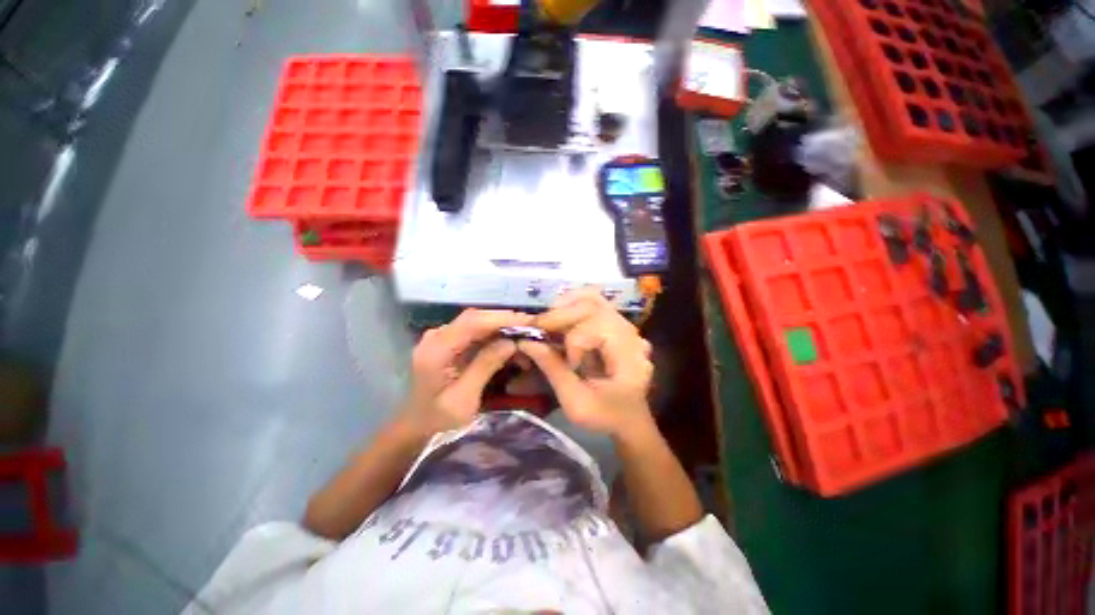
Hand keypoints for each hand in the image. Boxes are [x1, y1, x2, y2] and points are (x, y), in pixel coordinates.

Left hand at [401, 309, 531, 434]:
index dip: (500, 318)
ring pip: (478, 323)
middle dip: (505, 321)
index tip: (527, 321)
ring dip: (502, 328)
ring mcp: (442, 338)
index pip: (471, 322)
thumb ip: (485, 367)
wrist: (417, 426)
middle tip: (532, 327)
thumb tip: (511, 342)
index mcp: (436, 350)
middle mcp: (437, 337)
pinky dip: (495, 336)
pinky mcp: (450, 342)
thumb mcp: (464, 399)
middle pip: (475, 318)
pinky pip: (476, 332)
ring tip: (525, 339)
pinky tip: (511, 346)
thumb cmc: (439, 419)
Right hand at [519, 289, 654, 438]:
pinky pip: (594, 304)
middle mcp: (630, 334)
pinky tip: (559, 318)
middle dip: (561, 315)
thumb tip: (526, 341)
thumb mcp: (576, 403)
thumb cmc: (605, 417)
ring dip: (565, 305)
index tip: (568, 363)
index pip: (599, 327)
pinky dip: (572, 305)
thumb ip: (553, 369)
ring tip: (547, 321)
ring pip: (594, 299)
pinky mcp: (615, 326)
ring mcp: (625, 327)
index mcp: (629, 356)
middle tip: (537, 328)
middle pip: (594, 306)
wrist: (628, 419)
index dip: (575, 340)